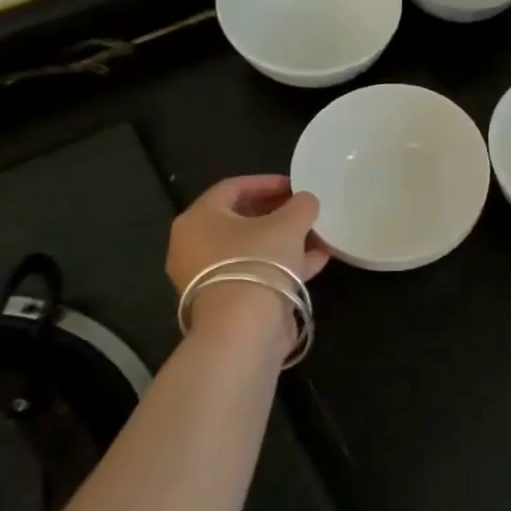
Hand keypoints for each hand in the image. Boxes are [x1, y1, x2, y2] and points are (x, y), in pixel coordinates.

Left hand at [167, 175, 328, 336]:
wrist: (243, 328)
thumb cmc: (258, 261)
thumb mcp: (289, 223)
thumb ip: (300, 205)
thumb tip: (305, 201)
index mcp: (199, 218)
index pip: (233, 188)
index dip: (267, 182)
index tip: (296, 185)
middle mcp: (194, 246)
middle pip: (240, 220)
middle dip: (277, 213)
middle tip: (304, 210)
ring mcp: (208, 277)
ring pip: (250, 249)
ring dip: (284, 240)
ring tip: (317, 235)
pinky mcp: (226, 302)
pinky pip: (255, 273)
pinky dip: (282, 264)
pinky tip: (316, 260)